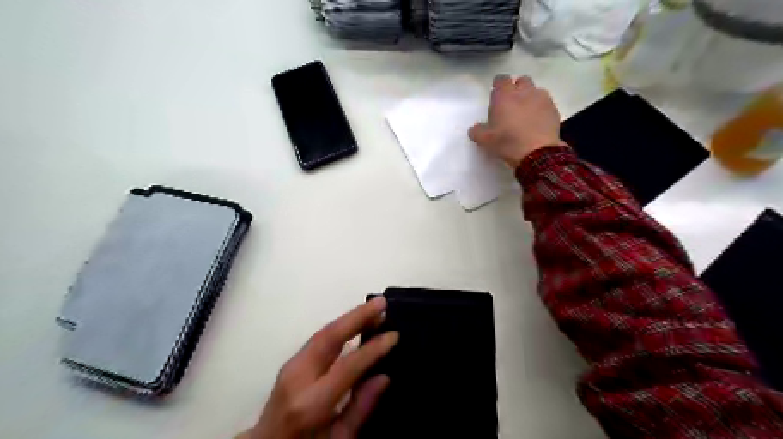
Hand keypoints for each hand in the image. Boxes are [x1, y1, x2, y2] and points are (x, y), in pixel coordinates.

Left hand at [239, 299, 398, 438]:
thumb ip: (360, 408)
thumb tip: (384, 376)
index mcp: (310, 403)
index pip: (347, 366)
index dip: (373, 349)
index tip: (393, 335)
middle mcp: (298, 378)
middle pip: (329, 337)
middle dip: (357, 316)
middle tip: (382, 302)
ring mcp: (290, 366)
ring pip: (322, 332)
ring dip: (349, 317)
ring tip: (374, 307)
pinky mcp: (291, 362)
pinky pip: (318, 338)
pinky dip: (339, 327)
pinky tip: (354, 321)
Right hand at [467, 74, 566, 165]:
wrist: (537, 152)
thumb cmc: (507, 142)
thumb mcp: (485, 140)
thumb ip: (477, 131)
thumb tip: (474, 129)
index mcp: (504, 96)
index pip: (501, 80)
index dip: (498, 85)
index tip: (496, 95)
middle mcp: (523, 92)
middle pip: (521, 81)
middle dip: (516, 88)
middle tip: (512, 103)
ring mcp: (541, 98)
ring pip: (535, 90)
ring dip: (530, 97)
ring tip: (526, 112)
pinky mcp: (553, 109)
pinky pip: (546, 103)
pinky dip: (541, 108)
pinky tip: (538, 120)